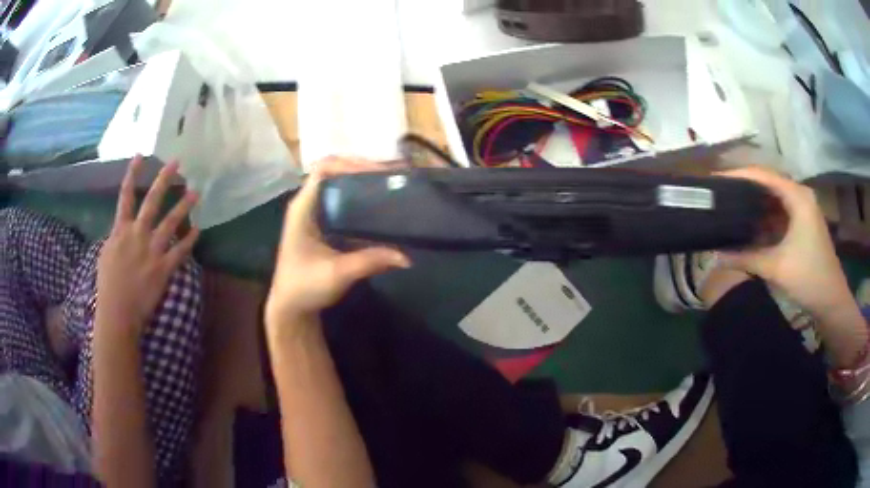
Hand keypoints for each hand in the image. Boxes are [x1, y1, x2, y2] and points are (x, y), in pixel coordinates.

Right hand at [96, 156, 199, 335]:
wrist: (117, 313)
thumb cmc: (107, 286)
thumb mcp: (106, 255)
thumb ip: (117, 238)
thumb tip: (123, 228)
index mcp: (120, 230)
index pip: (125, 196)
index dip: (132, 174)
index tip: (140, 155)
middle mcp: (137, 234)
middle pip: (152, 201)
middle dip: (164, 179)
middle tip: (177, 162)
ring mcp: (152, 250)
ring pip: (170, 222)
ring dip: (184, 206)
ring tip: (197, 193)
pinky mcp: (164, 268)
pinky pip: (180, 251)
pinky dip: (190, 239)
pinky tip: (199, 229)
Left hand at [265, 157, 409, 332]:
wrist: (290, 307)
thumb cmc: (305, 287)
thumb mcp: (338, 274)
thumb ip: (370, 261)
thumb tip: (406, 256)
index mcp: (303, 207)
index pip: (323, 169)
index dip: (350, 164)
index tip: (378, 173)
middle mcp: (308, 204)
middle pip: (334, 172)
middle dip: (362, 170)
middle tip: (391, 177)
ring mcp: (314, 213)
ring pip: (339, 186)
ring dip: (362, 183)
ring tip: (390, 185)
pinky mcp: (322, 225)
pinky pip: (342, 202)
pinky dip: (361, 199)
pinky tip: (379, 206)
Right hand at [718, 166, 852, 318]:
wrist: (831, 301)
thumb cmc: (808, 278)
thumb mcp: (775, 268)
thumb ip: (745, 258)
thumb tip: (715, 256)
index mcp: (797, 196)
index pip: (763, 175)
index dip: (738, 175)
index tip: (716, 180)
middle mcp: (800, 196)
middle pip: (768, 183)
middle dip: (744, 188)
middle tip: (721, 194)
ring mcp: (803, 210)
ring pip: (774, 199)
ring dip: (754, 205)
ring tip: (731, 208)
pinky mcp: (803, 224)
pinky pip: (780, 213)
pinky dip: (765, 219)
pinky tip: (751, 226)